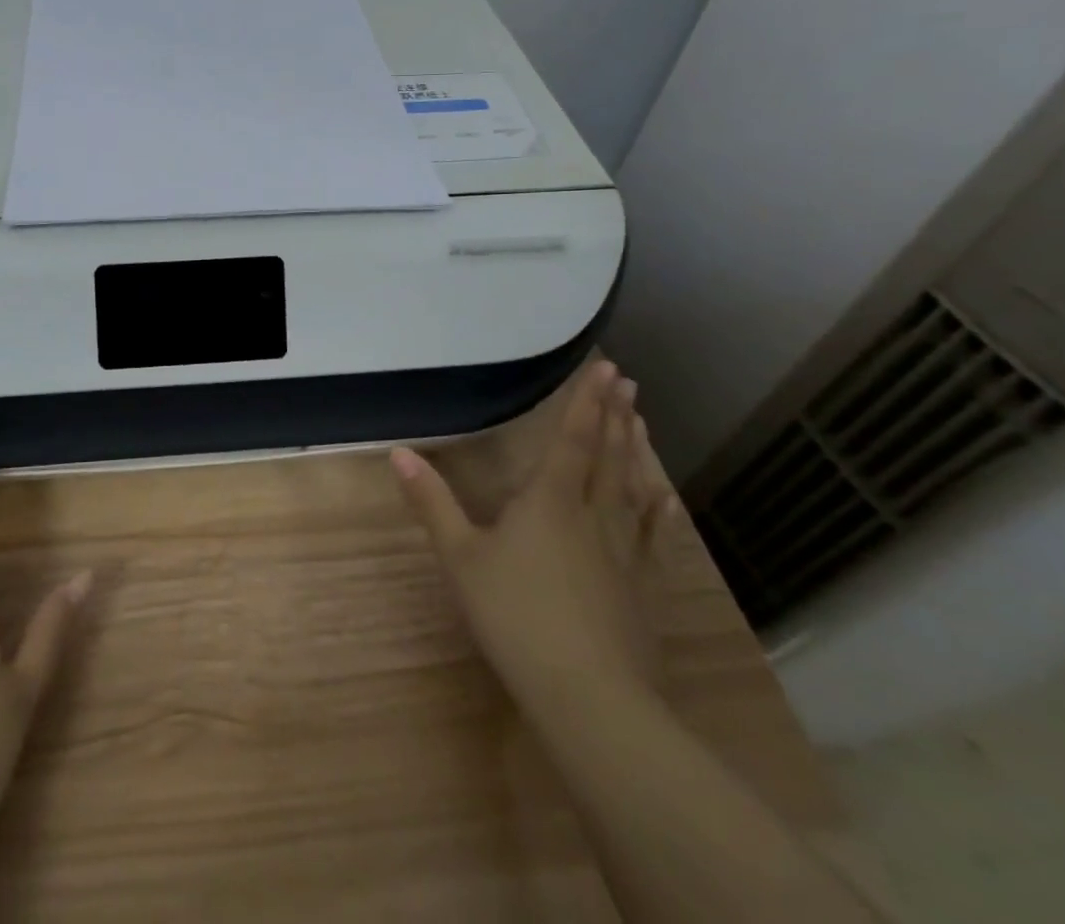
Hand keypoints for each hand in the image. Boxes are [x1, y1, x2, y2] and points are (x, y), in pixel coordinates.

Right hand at [391, 360, 678, 714]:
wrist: (589, 696)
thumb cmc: (515, 616)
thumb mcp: (460, 557)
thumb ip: (432, 503)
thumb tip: (399, 453)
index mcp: (549, 500)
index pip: (572, 439)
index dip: (587, 402)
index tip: (607, 369)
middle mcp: (592, 514)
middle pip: (608, 456)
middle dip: (615, 416)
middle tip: (628, 382)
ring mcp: (624, 551)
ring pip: (633, 488)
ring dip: (636, 451)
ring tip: (642, 421)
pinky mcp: (643, 586)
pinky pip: (652, 534)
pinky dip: (658, 509)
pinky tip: (665, 499)